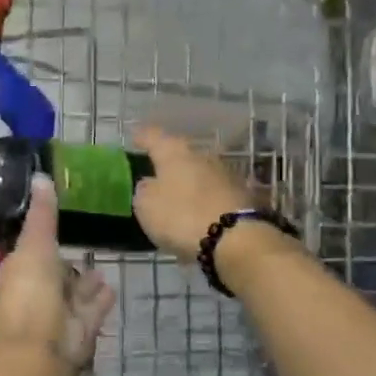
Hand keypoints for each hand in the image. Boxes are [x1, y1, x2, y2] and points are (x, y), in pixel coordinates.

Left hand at [0, 176, 116, 366]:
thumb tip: (40, 176)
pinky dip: (100, 300)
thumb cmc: (30, 291)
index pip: (29, 253)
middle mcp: (36, 293)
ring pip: (73, 295)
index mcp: (19, 272)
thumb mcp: (35, 244)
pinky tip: (112, 288)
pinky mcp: (79, 331)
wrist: (41, 347)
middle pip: (53, 276)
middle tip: (85, 247)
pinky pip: (91, 310)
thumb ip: (42, 214)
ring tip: (102, 268)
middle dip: (66, 265)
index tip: (57, 225)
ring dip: (85, 284)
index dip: (41, 240)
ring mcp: (57, 315)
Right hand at [130, 126, 253, 260]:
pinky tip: (196, 214)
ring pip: (199, 173)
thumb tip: (150, 184)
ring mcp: (225, 174)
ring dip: (188, 183)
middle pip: (180, 154)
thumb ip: (144, 190)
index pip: (153, 136)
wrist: (236, 238)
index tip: (134, 139)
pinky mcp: (241, 195)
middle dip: (168, 163)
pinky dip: (203, 200)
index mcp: (174, 152)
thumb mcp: (146, 205)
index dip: (142, 137)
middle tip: (154, 174)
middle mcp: (201, 155)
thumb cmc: (181, 215)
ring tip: (176, 199)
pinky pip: (213, 193)